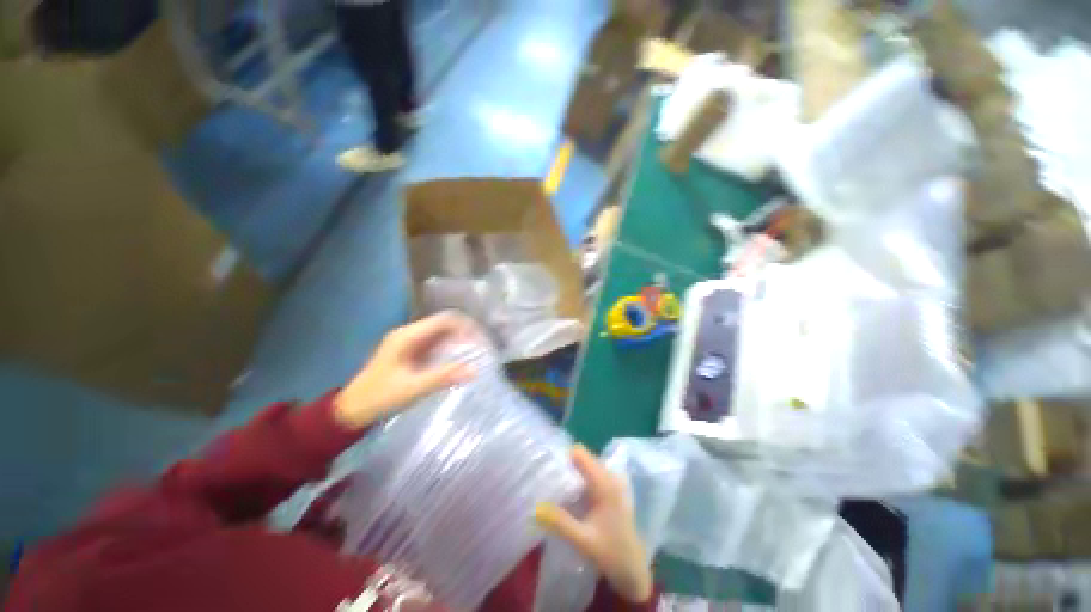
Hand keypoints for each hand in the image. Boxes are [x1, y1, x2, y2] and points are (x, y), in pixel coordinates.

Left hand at [333, 313, 475, 429]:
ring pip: (441, 333)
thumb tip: (475, 371)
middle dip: (465, 333)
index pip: (445, 320)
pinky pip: (435, 343)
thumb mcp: (413, 388)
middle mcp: (409, 333)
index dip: (466, 326)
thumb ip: (444, 377)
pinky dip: (449, 348)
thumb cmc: (380, 397)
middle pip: (444, 324)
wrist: (351, 409)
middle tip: (481, 347)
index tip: (481, 340)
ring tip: (475, 352)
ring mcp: (409, 342)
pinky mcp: (410, 351)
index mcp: (408, 336)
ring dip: (458, 340)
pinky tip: (458, 359)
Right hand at [535, 445, 653, 603]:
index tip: (547, 465)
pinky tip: (568, 493)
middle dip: (565, 464)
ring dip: (571, 472)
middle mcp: (610, 476)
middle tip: (546, 477)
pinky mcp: (611, 489)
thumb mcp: (583, 540)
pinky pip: (591, 474)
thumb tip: (535, 507)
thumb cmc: (611, 553)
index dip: (562, 456)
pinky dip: (578, 479)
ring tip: (554, 484)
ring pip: (586, 465)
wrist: (634, 569)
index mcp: (605, 483)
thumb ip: (559, 522)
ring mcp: (612, 482)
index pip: (580, 453)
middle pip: (582, 457)